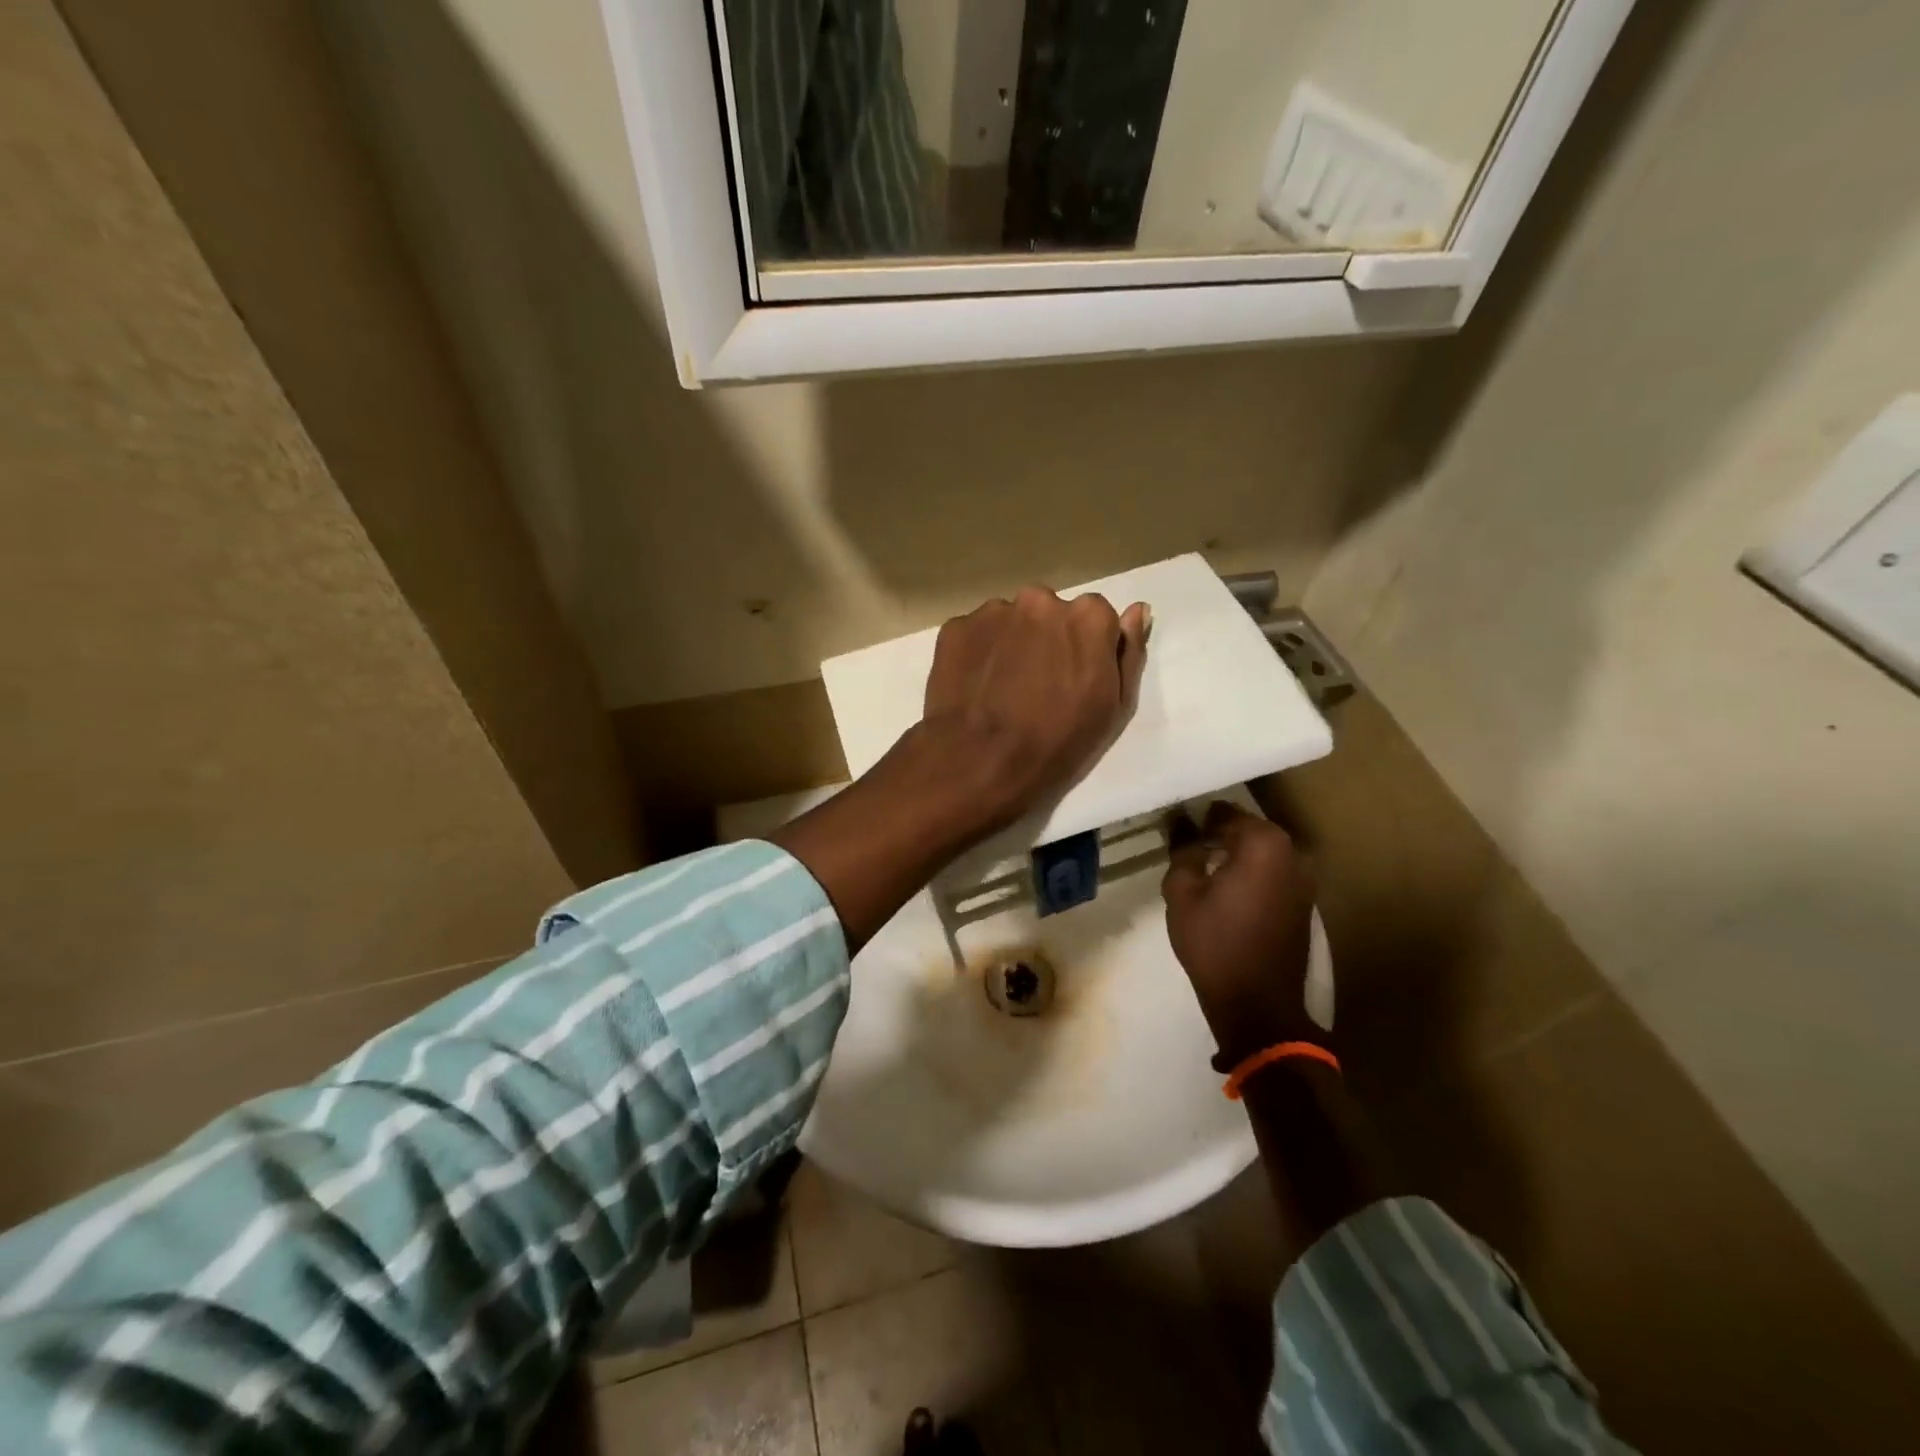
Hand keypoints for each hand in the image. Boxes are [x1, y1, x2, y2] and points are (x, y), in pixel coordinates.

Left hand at [916, 586, 1149, 837]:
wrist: (981, 763)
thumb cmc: (1059, 742)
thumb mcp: (1113, 706)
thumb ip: (1128, 651)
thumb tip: (1136, 611)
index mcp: (1088, 616)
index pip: (1095, 617)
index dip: (1085, 649)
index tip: (1074, 679)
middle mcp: (1040, 599)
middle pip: (1049, 613)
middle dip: (1045, 639)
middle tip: (1035, 686)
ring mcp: (993, 612)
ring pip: (1009, 621)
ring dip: (1010, 644)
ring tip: (1000, 689)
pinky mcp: (955, 628)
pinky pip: (974, 635)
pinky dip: (977, 654)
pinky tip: (975, 688)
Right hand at [1162, 801, 1319, 1065]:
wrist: (1257, 1004)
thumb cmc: (1214, 942)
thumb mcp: (1182, 893)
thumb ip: (1182, 851)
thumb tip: (1182, 826)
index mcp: (1264, 844)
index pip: (1225, 814)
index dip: (1198, 820)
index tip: (1178, 831)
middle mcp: (1292, 854)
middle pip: (1248, 830)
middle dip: (1218, 835)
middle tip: (1187, 849)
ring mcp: (1304, 880)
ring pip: (1262, 853)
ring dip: (1236, 855)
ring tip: (1205, 871)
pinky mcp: (1304, 904)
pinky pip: (1273, 874)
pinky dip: (1252, 874)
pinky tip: (1228, 892)